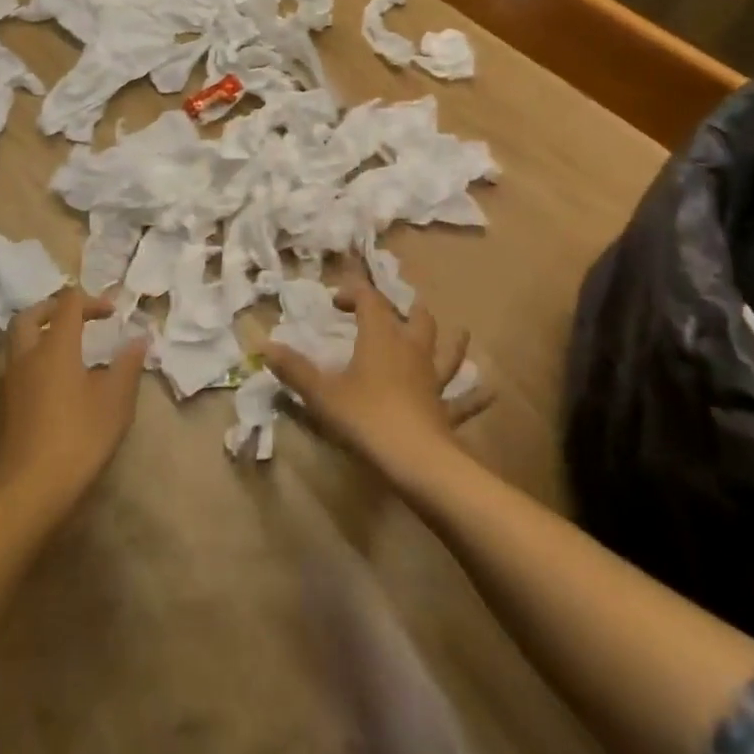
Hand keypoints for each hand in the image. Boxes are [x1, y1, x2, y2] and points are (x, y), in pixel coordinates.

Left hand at [0, 287, 146, 520]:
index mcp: (55, 347)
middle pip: (31, 316)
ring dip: (38, 333)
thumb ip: (127, 366)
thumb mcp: (115, 402)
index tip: (112, 313)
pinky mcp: (1, 409)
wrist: (26, 494)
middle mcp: (25, 357)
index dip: (91, 301)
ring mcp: (8, 383)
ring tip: (62, 346)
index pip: (68, 305)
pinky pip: (13, 367)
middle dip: (54, 308)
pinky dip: (31, 359)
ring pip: (15, 341)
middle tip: (77, 316)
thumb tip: (138, 339)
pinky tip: (50, 382)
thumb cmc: (78, 440)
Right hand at [264, 273, 491, 484]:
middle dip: (406, 309)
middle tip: (396, 308)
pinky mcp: (447, 410)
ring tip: (460, 331)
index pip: (369, 300)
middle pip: (415, 319)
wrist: (417, 461)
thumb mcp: (322, 394)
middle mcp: (411, 351)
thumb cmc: (366, 419)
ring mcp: (434, 380)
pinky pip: (466, 400)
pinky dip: (476, 395)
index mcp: (380, 338)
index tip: (336, 301)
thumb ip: (294, 370)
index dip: (354, 292)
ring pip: (447, 352)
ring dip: (452, 341)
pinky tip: (490, 391)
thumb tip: (263, 345)